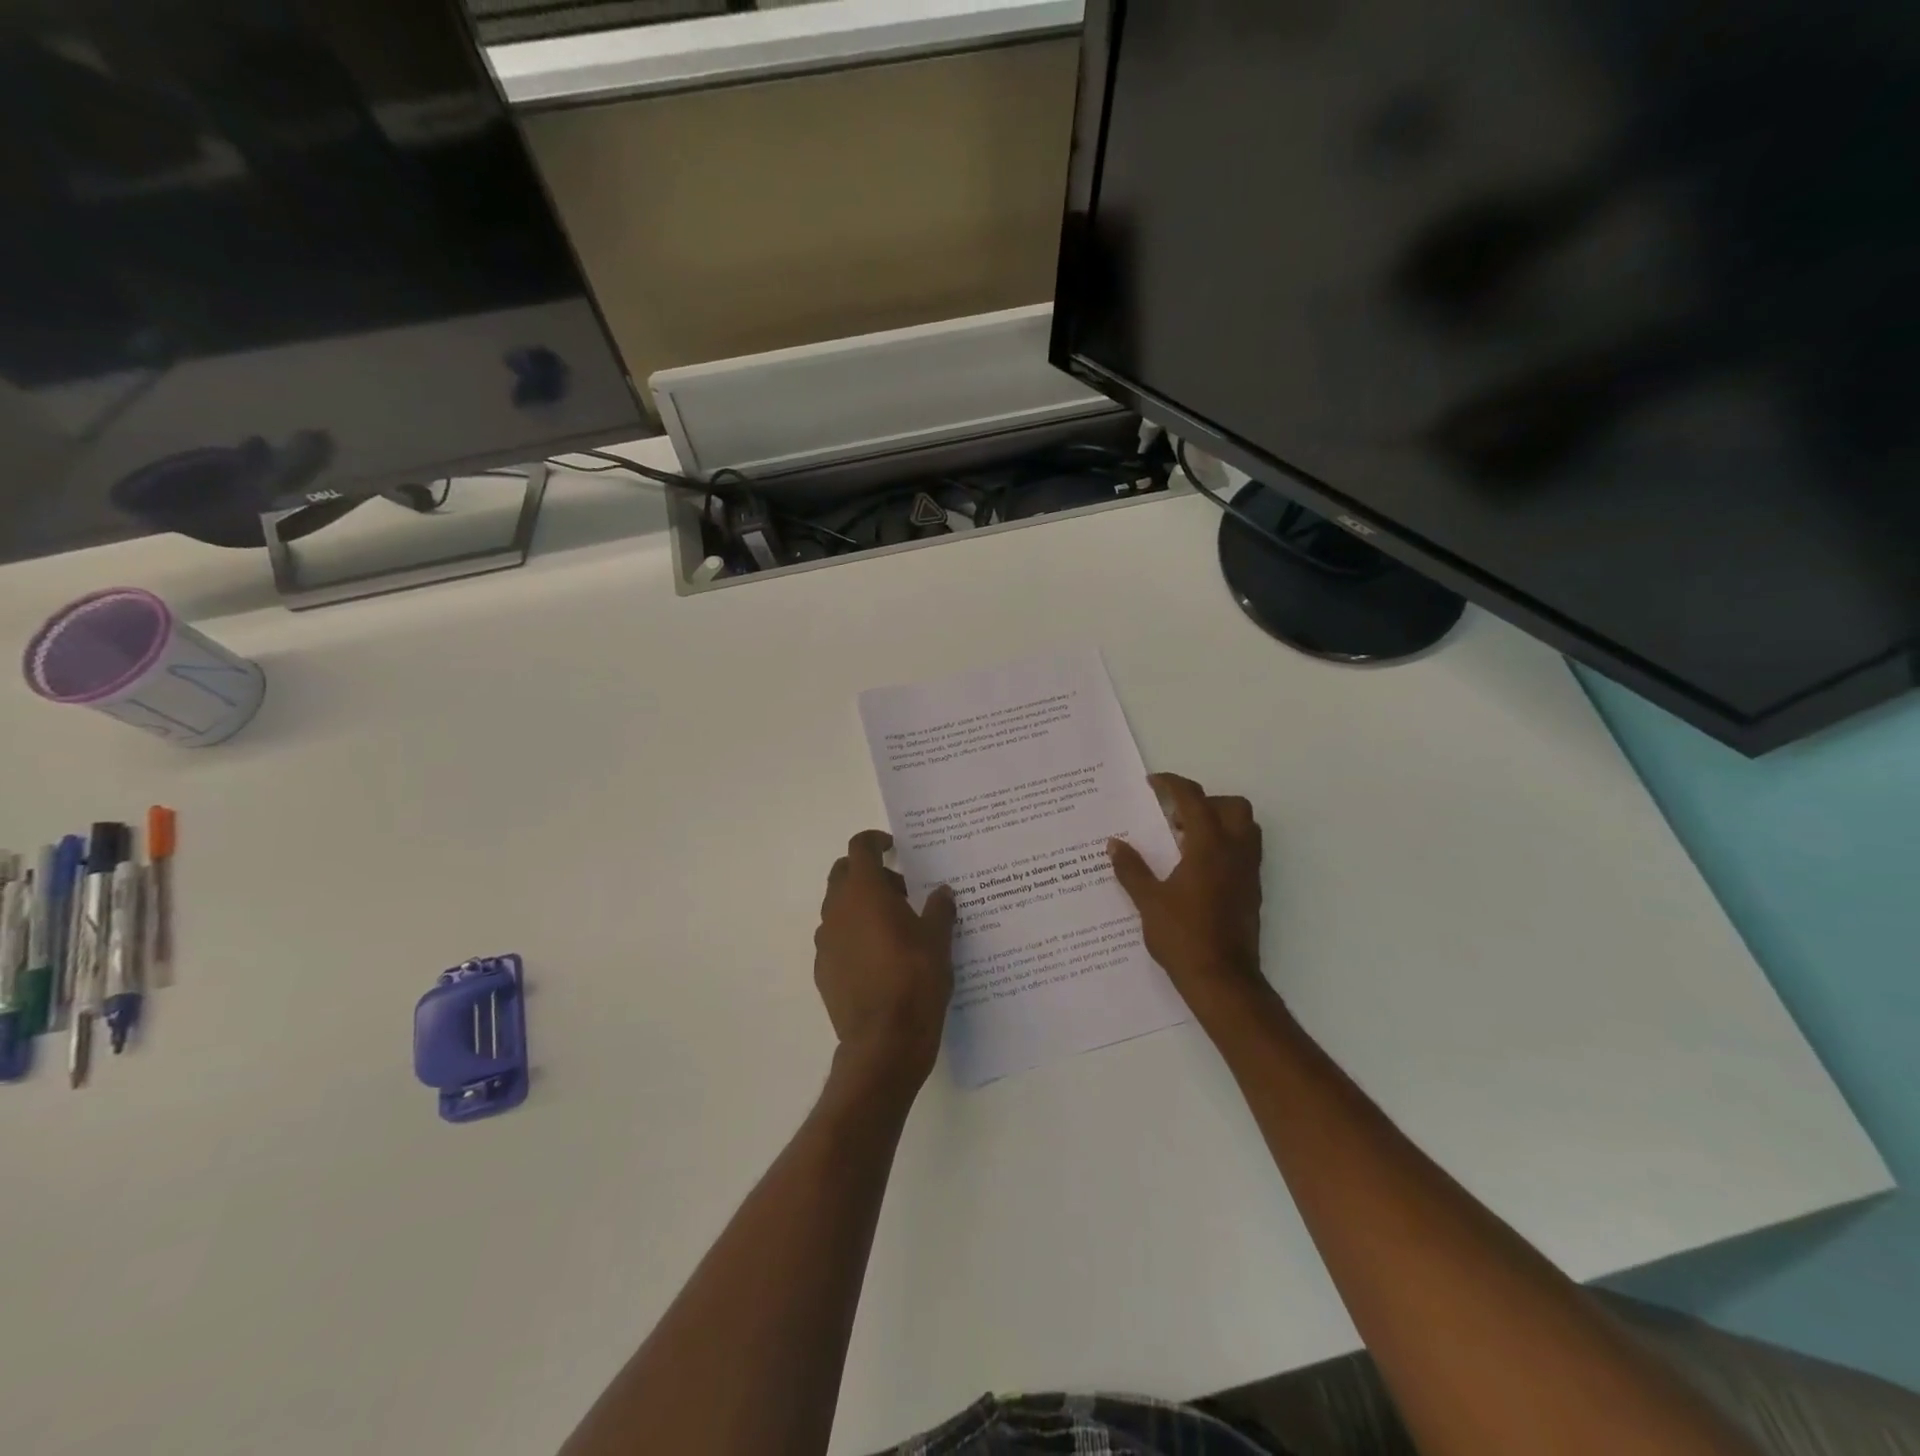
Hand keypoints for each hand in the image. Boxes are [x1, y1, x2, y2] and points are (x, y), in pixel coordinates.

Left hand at [814, 831, 957, 1088]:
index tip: (895, 848)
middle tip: (902, 890)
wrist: (883, 1042)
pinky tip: (881, 959)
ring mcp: (826, 942)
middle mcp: (837, 910)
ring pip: (839, 907)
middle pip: (844, 874)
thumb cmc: (915, 980)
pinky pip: (837, 939)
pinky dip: (855, 936)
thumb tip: (942, 892)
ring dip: (862, 906)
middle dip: (870, 873)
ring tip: (896, 927)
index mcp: (864, 892)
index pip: (860, 848)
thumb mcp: (938, 940)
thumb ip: (939, 909)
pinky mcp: (823, 970)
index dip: (876, 841)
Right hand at [1108, 773, 1270, 1028]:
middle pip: (1232, 806)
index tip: (1153, 782)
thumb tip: (1114, 844)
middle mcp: (1235, 852)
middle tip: (1175, 815)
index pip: (1194, 799)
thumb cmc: (1182, 937)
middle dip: (1204, 801)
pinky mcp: (1252, 890)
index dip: (1172, 785)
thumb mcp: (1148, 901)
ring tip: (1186, 837)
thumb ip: (1131, 868)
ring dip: (1219, 821)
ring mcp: (1248, 871)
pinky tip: (1196, 865)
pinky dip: (1225, 844)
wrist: (1222, 980)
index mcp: (1209, 847)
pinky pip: (1245, 850)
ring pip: (1245, 827)